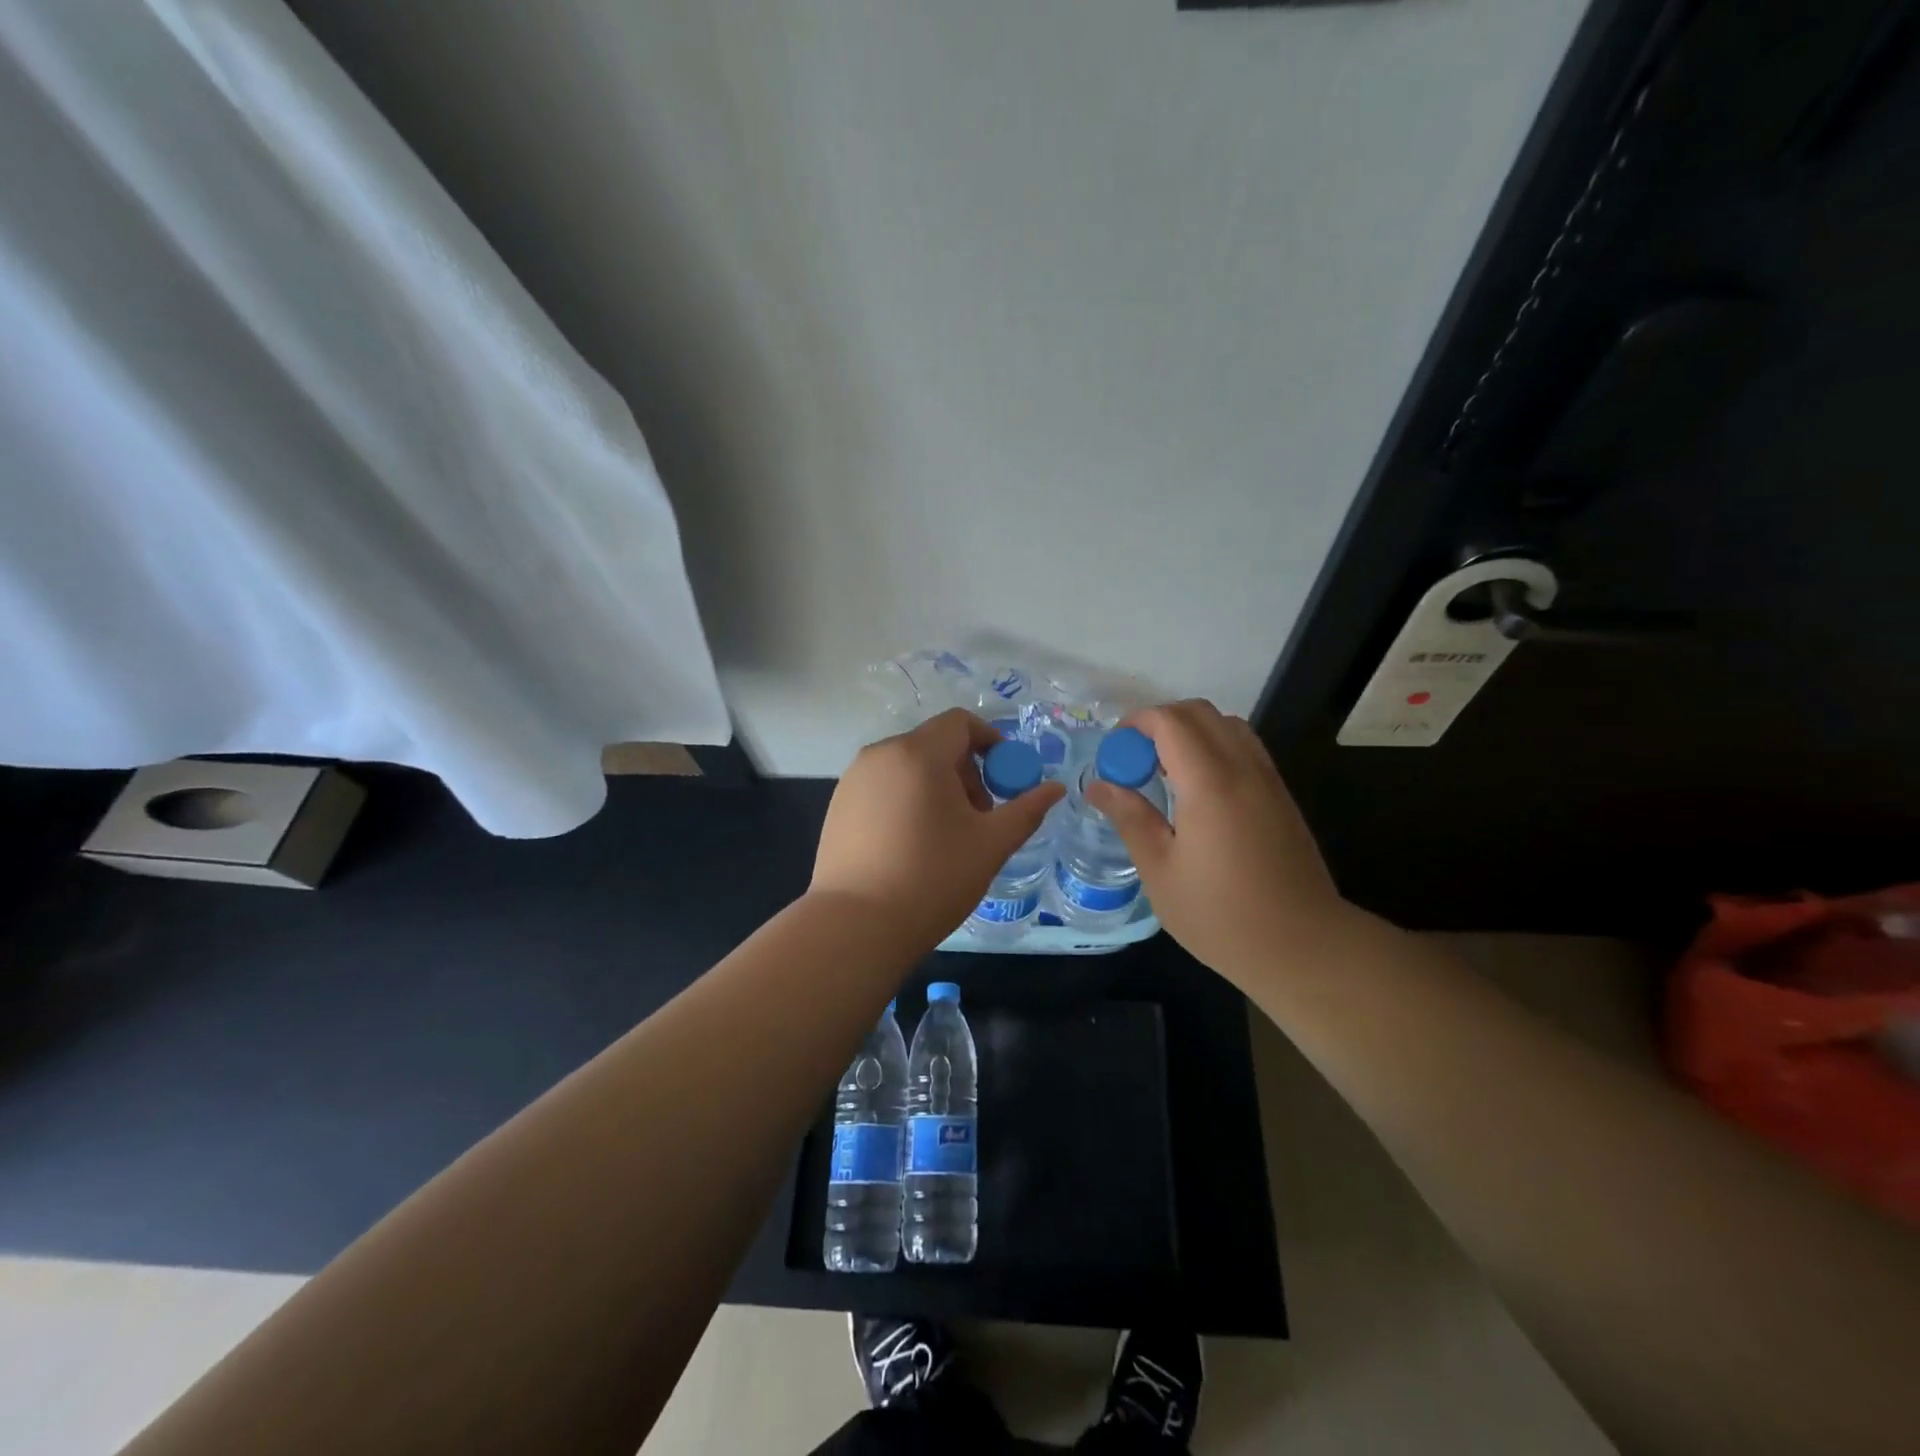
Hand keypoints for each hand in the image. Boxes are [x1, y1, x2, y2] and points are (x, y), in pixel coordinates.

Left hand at [811, 709, 1065, 948]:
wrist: (856, 925)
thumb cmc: (932, 878)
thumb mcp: (990, 845)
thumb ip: (1026, 810)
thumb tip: (1055, 788)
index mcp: (918, 753)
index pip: (960, 723)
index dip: (990, 742)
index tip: (1004, 779)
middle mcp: (880, 754)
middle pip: (934, 744)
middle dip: (965, 771)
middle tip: (978, 817)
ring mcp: (853, 779)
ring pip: (907, 766)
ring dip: (935, 786)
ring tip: (945, 835)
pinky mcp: (837, 805)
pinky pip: (883, 786)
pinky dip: (906, 799)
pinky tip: (910, 845)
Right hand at [1086, 699, 1351, 984]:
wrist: (1304, 947)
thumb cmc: (1221, 916)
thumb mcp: (1160, 872)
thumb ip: (1130, 818)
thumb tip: (1098, 785)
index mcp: (1209, 784)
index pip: (1171, 722)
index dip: (1137, 723)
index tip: (1114, 751)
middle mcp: (1243, 769)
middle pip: (1200, 713)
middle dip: (1160, 722)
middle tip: (1134, 759)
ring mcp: (1268, 780)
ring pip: (1227, 725)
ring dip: (1190, 732)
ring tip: (1165, 771)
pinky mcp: (1281, 796)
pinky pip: (1245, 748)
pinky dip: (1214, 747)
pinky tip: (1198, 790)